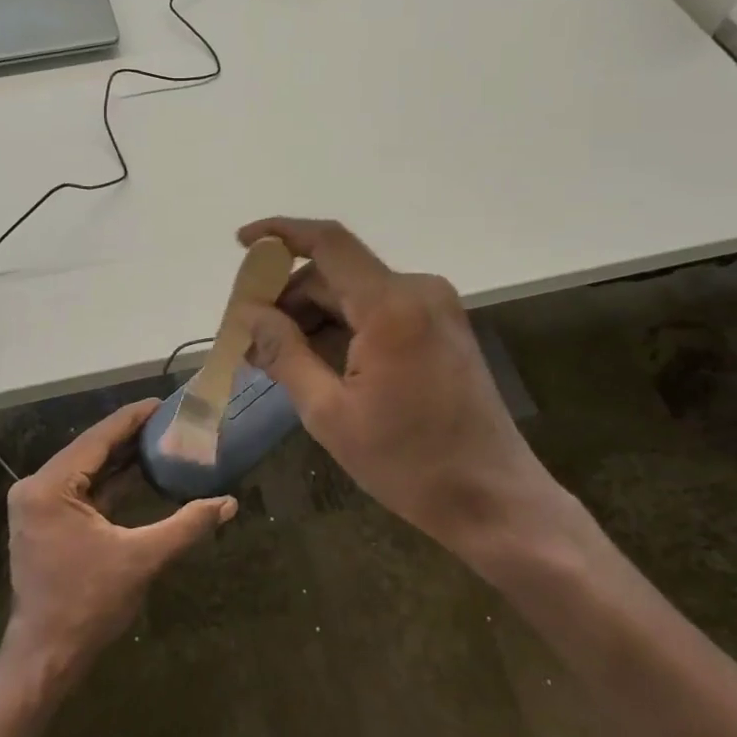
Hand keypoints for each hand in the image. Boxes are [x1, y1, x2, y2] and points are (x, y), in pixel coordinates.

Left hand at [2, 400, 236, 683]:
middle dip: (128, 436)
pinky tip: (138, 471)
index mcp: (49, 487)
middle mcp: (36, 487)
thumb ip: (186, 525)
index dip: (131, 419)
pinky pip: (81, 490)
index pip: (96, 440)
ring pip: (86, 470)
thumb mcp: (142, 559)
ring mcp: (38, 505)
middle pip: (90, 451)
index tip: (161, 402)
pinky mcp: (45, 521)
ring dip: (119, 458)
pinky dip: (109, 482)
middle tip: (168, 420)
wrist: (47, 656)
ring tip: (159, 438)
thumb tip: (230, 503)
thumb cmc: (89, 604)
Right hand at [234, 218, 582, 573]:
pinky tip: (315, 364)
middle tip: (250, 340)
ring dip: (313, 319)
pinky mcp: (442, 329)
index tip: (241, 243)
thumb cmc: (409, 463)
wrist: (495, 501)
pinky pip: (379, 312)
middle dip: (288, 300)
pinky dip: (343, 329)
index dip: (280, 234)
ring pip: (355, 294)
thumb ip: (285, 354)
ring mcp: (436, 309)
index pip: (328, 243)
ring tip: (276, 362)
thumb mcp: (330, 414)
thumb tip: (249, 314)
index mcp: (392, 307)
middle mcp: (419, 292)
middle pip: (336, 274)